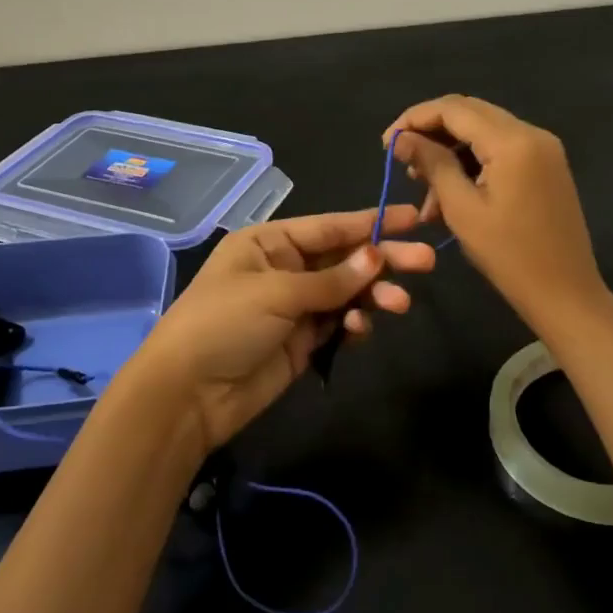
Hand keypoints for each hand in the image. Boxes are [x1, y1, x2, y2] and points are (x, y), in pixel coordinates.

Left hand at [128, 206, 436, 455]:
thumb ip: (331, 278)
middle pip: (344, 259)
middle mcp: (285, 269)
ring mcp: (294, 307)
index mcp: (270, 243)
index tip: (415, 218)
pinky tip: (361, 329)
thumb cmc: (223, 324)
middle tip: (425, 262)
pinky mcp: (302, 342)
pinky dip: (355, 323)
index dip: (373, 222)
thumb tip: (377, 256)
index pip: (330, 227)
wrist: (187, 395)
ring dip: (373, 295)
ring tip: (398, 304)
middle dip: (383, 260)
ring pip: (347, 292)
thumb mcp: (276, 292)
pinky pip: (338, 323)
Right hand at [385, 95, 607, 328]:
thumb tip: (401, 138)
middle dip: (432, 133)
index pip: (453, 108)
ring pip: (484, 132)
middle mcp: (532, 133)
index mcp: (513, 140)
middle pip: (470, 113)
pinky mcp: (547, 166)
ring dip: (451, 152)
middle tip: (402, 163)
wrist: (566, 294)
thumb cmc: (509, 256)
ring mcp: (544, 149)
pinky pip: (502, 150)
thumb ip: (432, 164)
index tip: (386, 144)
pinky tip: (451, 194)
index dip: (414, 119)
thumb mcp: (462, 209)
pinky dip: (473, 164)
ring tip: (424, 190)